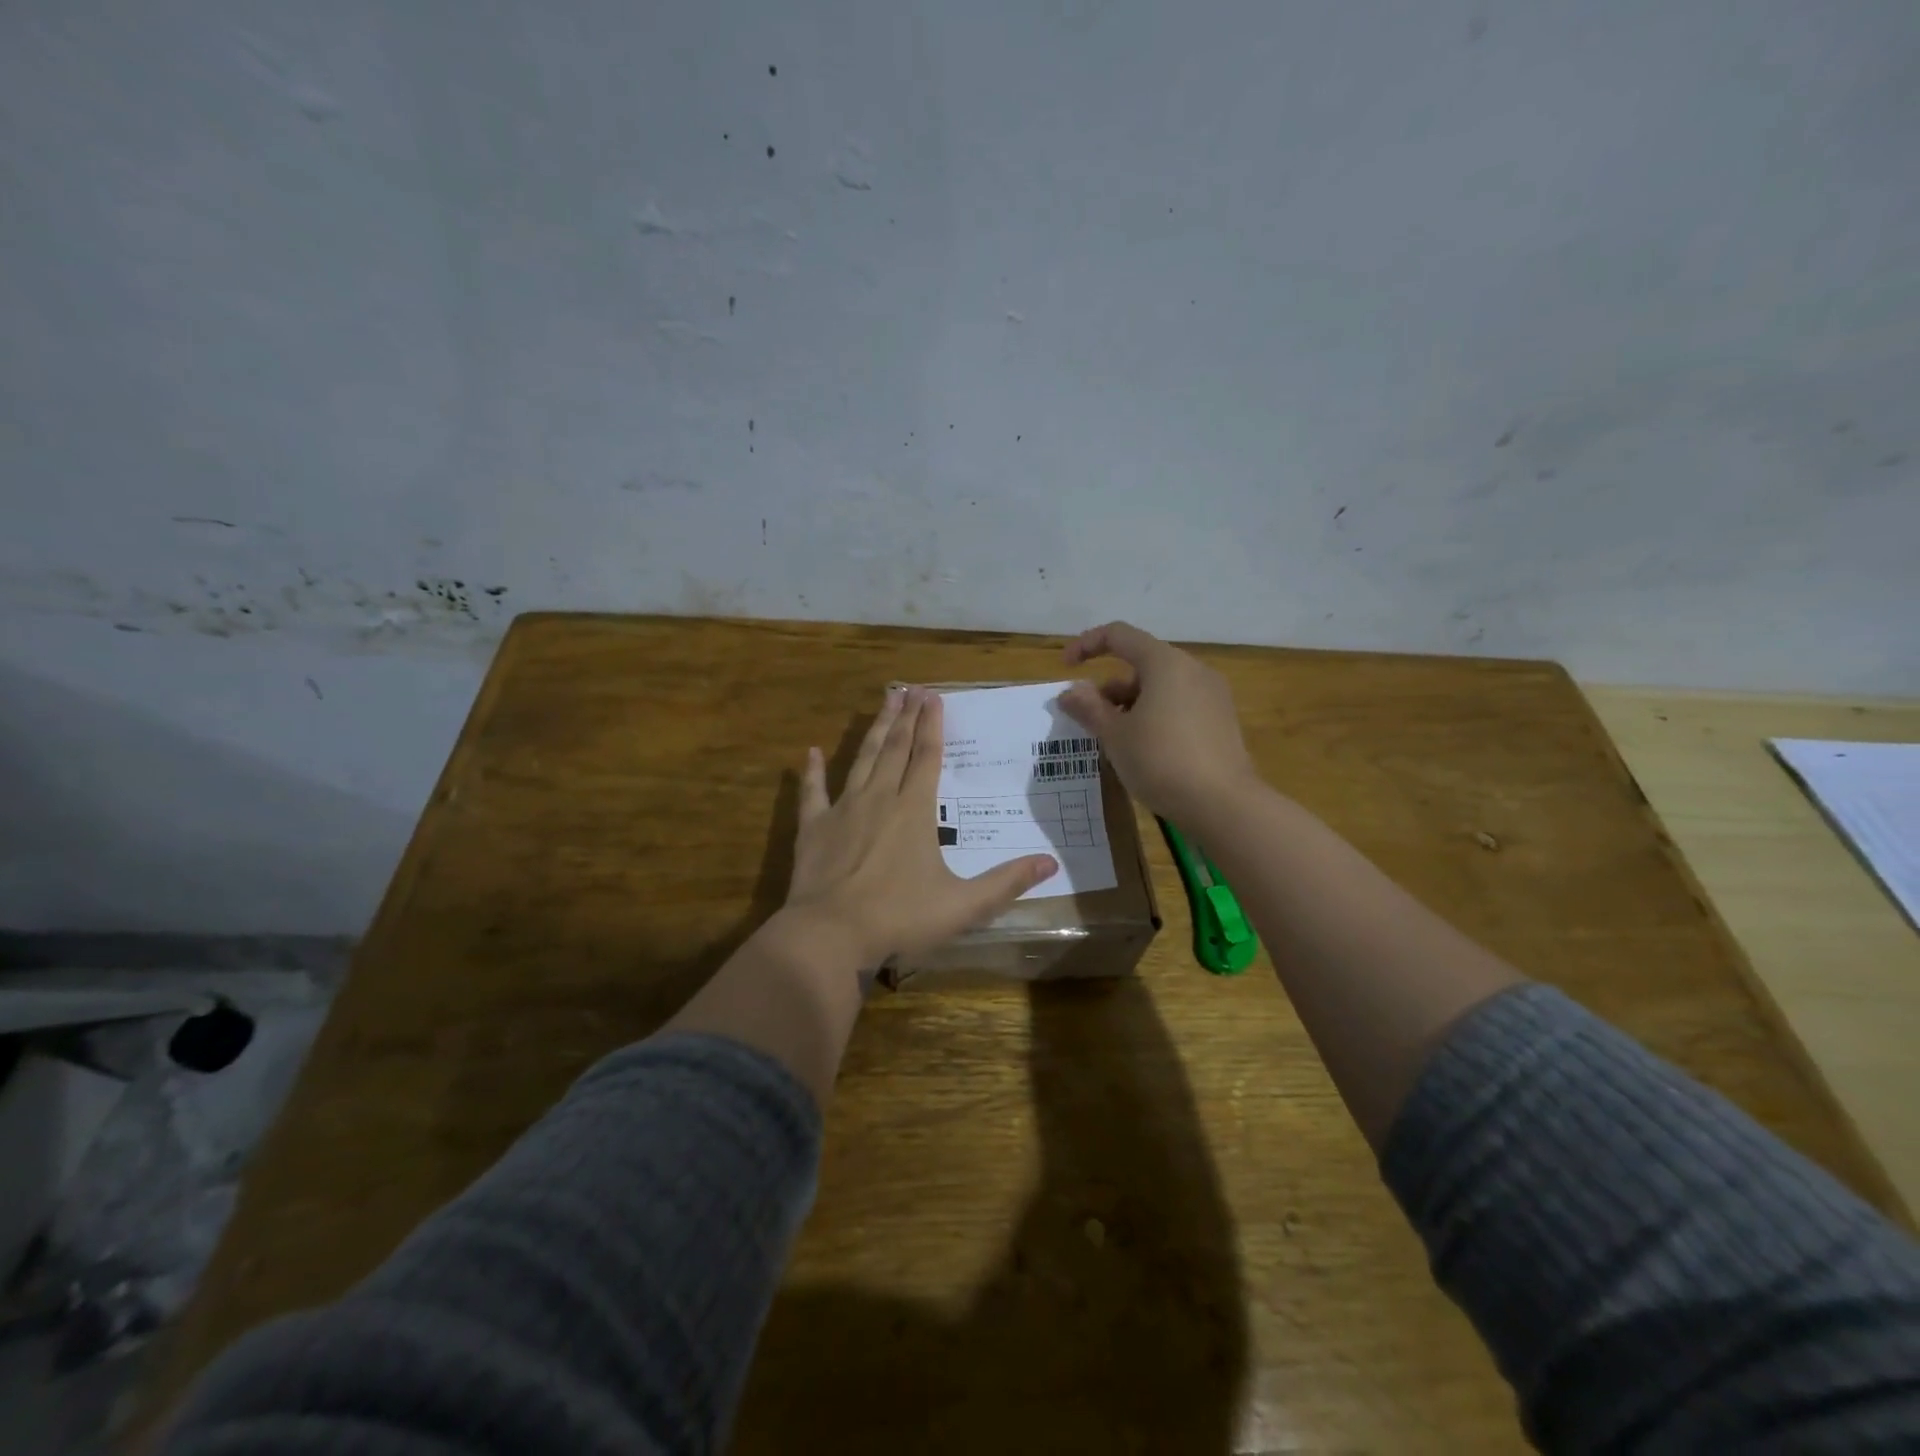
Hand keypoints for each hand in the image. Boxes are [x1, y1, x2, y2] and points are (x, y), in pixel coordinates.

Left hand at [784, 685, 1058, 966]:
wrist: (829, 935)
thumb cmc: (899, 918)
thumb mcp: (963, 905)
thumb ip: (1007, 883)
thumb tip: (1051, 863)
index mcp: (914, 811)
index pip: (928, 758)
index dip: (933, 726)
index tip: (934, 696)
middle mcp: (879, 799)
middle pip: (895, 749)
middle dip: (906, 717)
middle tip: (911, 688)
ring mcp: (843, 810)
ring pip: (862, 759)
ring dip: (874, 729)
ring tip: (884, 701)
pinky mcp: (813, 828)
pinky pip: (812, 792)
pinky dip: (812, 772)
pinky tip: (811, 751)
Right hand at [1061, 621, 1257, 825]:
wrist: (1223, 804)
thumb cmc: (1161, 761)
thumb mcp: (1115, 736)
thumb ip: (1089, 708)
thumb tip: (1070, 692)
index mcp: (1165, 663)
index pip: (1119, 635)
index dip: (1087, 645)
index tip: (1066, 669)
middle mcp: (1192, 670)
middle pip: (1141, 664)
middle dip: (1109, 688)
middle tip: (1090, 720)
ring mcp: (1212, 695)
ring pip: (1160, 688)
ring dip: (1130, 705)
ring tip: (1115, 741)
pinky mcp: (1221, 720)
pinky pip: (1179, 705)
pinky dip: (1155, 716)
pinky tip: (1144, 751)